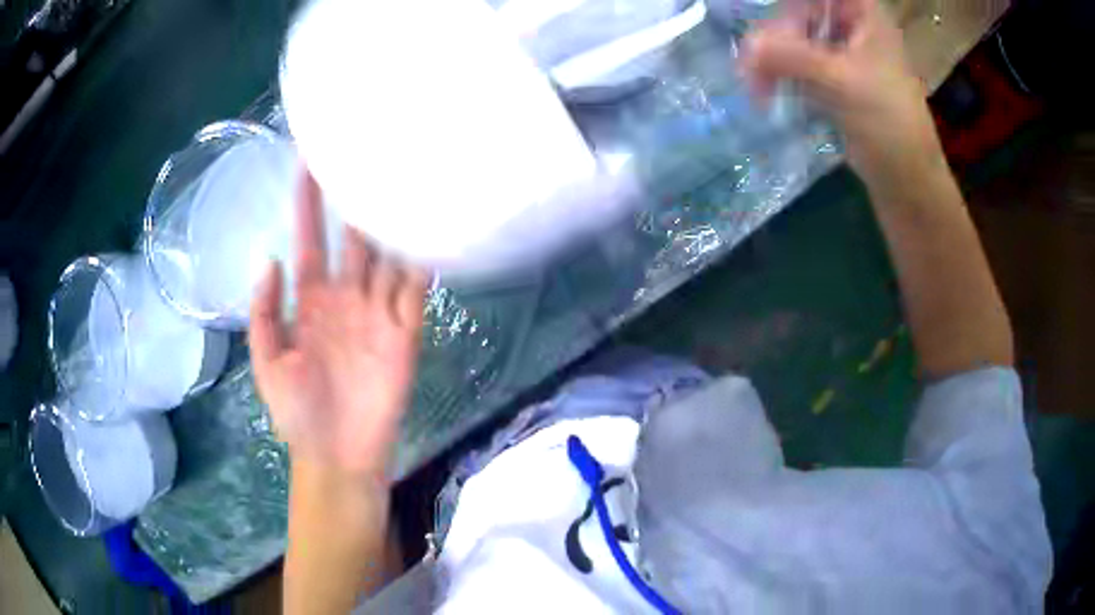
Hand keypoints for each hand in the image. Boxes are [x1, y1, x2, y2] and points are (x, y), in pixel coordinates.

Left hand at [249, 169, 426, 481]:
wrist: (337, 454)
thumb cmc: (297, 412)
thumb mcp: (266, 361)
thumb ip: (264, 311)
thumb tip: (270, 258)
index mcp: (310, 300)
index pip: (309, 238)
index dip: (306, 203)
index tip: (307, 163)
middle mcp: (346, 296)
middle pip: (353, 237)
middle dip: (356, 198)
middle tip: (365, 156)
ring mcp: (377, 312)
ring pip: (387, 256)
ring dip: (393, 222)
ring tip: (403, 181)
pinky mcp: (405, 332)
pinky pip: (415, 291)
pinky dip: (423, 262)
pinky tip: (431, 231)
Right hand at [741, 0, 942, 181]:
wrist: (906, 180)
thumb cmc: (889, 124)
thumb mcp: (842, 83)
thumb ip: (792, 58)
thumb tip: (746, 47)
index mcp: (864, 15)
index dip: (791, 5)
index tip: (766, 15)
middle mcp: (851, 26)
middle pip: (800, 12)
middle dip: (775, 36)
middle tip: (754, 65)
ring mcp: (841, 53)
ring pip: (794, 39)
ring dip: (771, 59)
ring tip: (757, 88)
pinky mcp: (832, 79)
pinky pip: (796, 64)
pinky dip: (779, 74)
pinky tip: (766, 93)